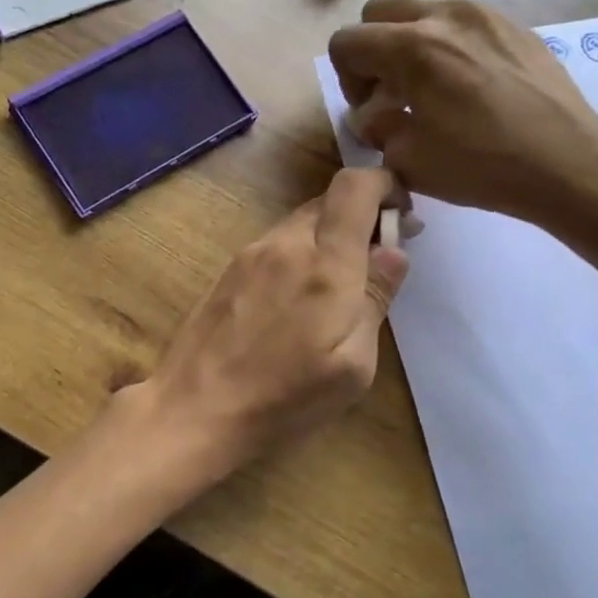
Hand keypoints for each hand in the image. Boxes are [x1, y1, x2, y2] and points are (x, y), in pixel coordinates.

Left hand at [136, 168, 409, 476]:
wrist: (194, 411)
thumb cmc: (285, 400)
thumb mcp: (352, 365)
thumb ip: (375, 298)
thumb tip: (394, 251)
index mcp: (325, 263)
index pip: (355, 187)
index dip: (385, 185)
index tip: (403, 214)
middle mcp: (284, 244)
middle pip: (328, 202)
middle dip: (361, 218)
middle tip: (379, 260)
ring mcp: (249, 255)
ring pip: (300, 224)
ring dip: (328, 239)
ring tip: (338, 287)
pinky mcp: (228, 271)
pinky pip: (275, 246)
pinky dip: (299, 254)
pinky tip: (298, 299)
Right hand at [328, 0, 597, 227]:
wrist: (566, 162)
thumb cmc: (482, 166)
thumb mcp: (408, 159)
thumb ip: (376, 128)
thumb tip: (372, 114)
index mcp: (412, 48)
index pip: (346, 41)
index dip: (345, 79)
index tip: (371, 109)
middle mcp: (445, 16)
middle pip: (378, 11)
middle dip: (371, 50)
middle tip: (390, 91)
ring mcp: (483, 14)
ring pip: (420, 8)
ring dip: (407, 41)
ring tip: (428, 86)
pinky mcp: (512, 25)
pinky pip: (459, 19)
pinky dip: (445, 42)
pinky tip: (466, 84)